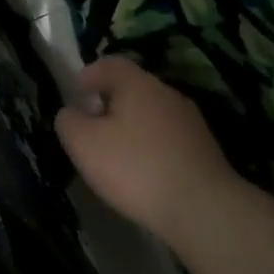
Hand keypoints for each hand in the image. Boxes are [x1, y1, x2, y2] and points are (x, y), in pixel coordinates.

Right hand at [56, 56, 237, 246]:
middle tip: (92, 124)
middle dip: (111, 101)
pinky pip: (168, 137)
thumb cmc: (136, 168)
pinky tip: (143, 171)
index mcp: (138, 84)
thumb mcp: (85, 144)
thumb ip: (69, 122)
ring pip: (152, 113)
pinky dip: (151, 146)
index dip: (91, 73)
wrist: (203, 209)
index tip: (77, 90)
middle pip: (134, 87)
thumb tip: (71, 113)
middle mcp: (167, 94)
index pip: (111, 63)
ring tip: (116, 151)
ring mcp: (191, 122)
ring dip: (132, 125)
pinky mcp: (204, 149)